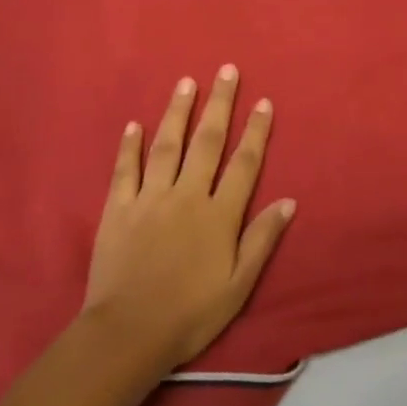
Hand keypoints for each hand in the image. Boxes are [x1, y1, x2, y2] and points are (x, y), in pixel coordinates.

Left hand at [81, 65, 295, 372]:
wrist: (127, 335)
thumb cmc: (189, 314)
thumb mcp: (238, 285)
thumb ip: (262, 239)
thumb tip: (289, 200)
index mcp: (218, 214)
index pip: (244, 163)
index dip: (256, 131)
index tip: (264, 102)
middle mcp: (187, 195)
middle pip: (207, 141)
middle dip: (220, 103)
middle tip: (227, 70)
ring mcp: (149, 199)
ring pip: (167, 145)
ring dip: (178, 111)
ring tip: (186, 82)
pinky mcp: (117, 209)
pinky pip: (125, 170)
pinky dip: (129, 146)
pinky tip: (134, 125)